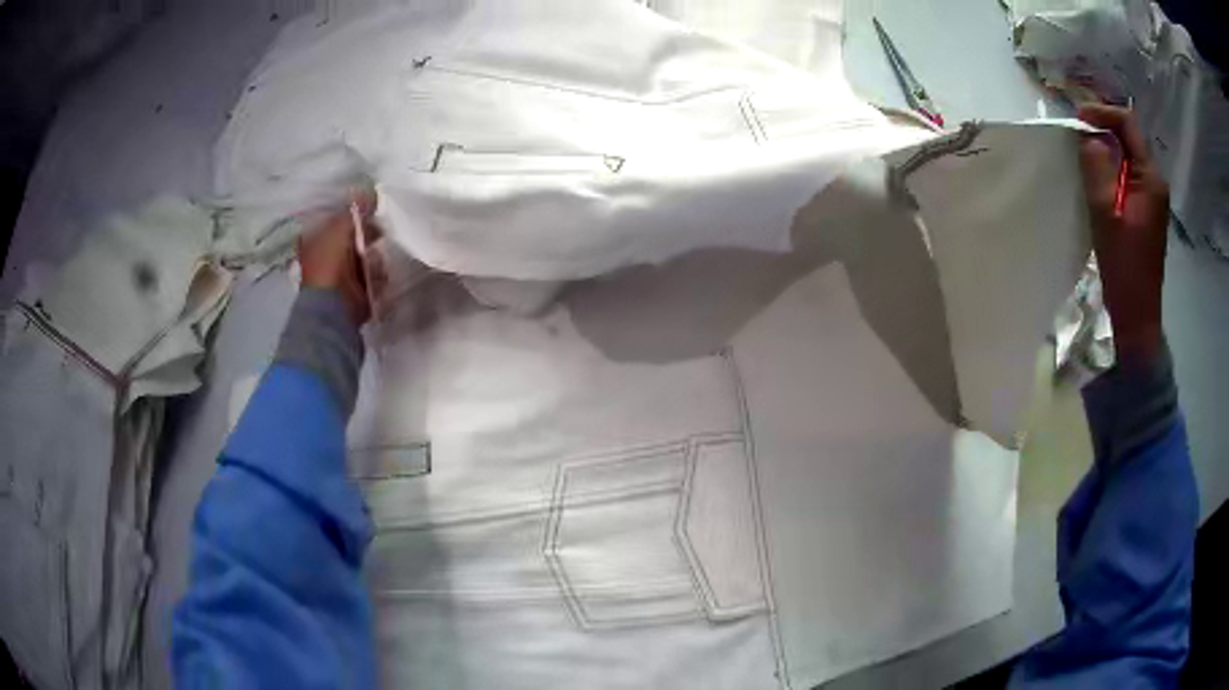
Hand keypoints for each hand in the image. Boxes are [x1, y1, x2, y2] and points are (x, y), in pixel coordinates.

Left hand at [297, 191, 379, 325]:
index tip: (371, 208)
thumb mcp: (338, 228)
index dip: (353, 212)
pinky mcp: (356, 290)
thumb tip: (371, 193)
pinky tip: (378, 272)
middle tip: (381, 229)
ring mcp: (341, 275)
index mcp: (314, 240)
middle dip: (368, 233)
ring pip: (365, 255)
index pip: (336, 219)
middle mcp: (326, 256)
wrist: (333, 308)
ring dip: (375, 254)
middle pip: (353, 237)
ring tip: (378, 255)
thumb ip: (355, 210)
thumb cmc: (329, 265)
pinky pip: (373, 274)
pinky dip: (378, 273)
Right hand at [1076, 104, 1169, 366]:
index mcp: (1151, 179)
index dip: (1103, 112)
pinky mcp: (1147, 211)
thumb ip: (1097, 169)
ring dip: (1107, 149)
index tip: (1079, 117)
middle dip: (1103, 128)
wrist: (1138, 316)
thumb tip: (1090, 136)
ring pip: (1129, 156)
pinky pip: (1129, 176)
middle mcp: (1156, 182)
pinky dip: (1112, 169)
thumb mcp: (1105, 215)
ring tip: (1083, 153)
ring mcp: (1153, 198)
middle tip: (1077, 133)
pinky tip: (1098, 178)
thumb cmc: (1123, 268)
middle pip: (1130, 138)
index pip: (1129, 124)